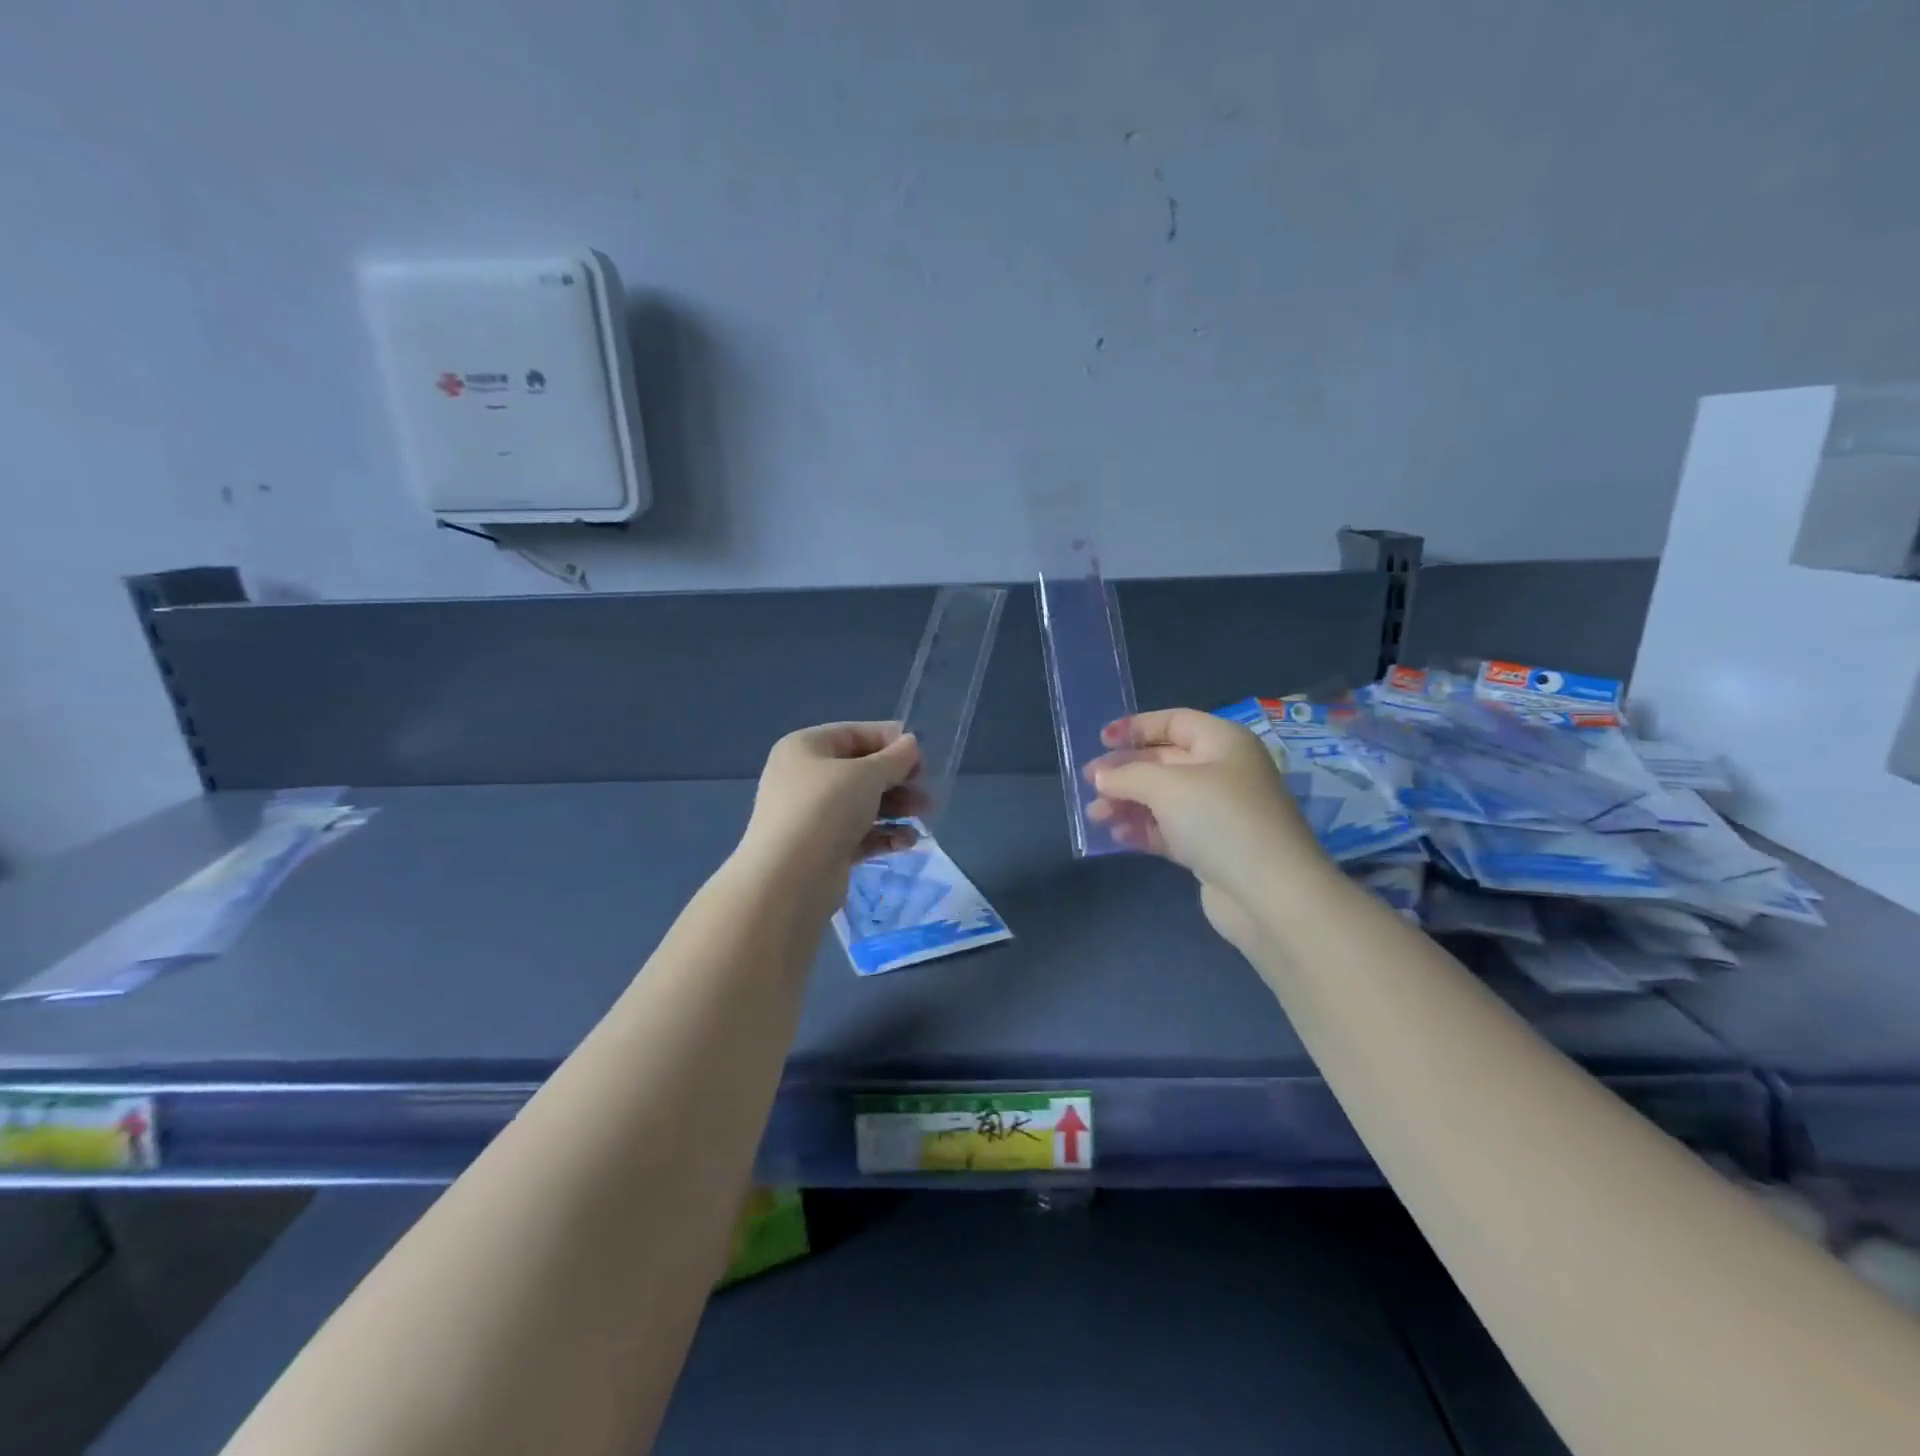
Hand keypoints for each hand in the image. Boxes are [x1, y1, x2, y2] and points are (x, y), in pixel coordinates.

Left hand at [742, 722, 926, 878]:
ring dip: (896, 808)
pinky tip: (907, 842)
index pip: (854, 734)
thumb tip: (911, 744)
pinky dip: (883, 835)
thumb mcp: (866, 775)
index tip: (922, 757)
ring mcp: (812, 816)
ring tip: (924, 816)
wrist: (789, 879)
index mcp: (805, 748)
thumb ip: (894, 758)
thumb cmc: (826, 809)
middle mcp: (804, 778)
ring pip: (862, 804)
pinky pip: (859, 835)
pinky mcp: (823, 849)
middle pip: (860, 771)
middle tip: (926, 790)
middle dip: (898, 780)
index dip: (890, 741)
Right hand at [1085, 708, 1327, 947]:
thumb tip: (1100, 776)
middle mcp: (1224, 772)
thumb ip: (1128, 775)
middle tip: (1089, 784)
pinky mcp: (1212, 849)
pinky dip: (1144, 830)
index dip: (1136, 727)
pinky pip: (1170, 830)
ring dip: (1128, 804)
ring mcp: (1219, 813)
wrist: (1270, 894)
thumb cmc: (1220, 820)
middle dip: (1125, 772)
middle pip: (1164, 762)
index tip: (1100, 740)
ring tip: (1095, 816)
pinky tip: (1118, 838)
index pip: (1174, 722)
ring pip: (1163, 799)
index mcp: (1223, 742)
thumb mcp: (1167, 786)